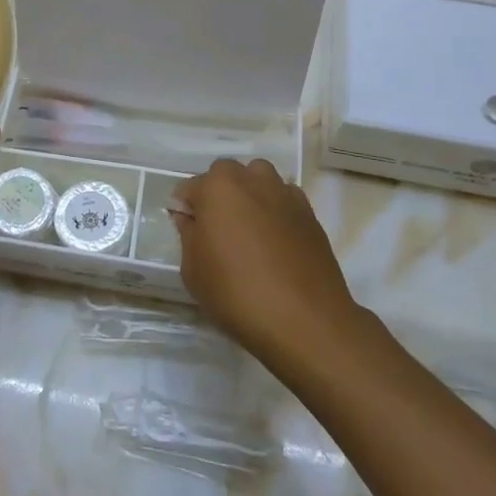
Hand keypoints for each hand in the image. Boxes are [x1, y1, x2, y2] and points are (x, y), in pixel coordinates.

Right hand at [171, 158, 358, 364]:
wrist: (304, 320)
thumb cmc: (236, 293)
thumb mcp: (194, 271)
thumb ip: (188, 235)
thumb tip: (190, 218)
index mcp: (218, 187)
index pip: (190, 187)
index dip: (185, 208)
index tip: (186, 229)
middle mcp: (252, 180)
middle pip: (227, 175)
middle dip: (217, 194)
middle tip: (216, 229)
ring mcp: (285, 195)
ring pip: (260, 180)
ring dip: (249, 194)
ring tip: (247, 229)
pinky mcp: (310, 215)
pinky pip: (285, 200)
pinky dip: (275, 210)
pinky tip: (274, 240)